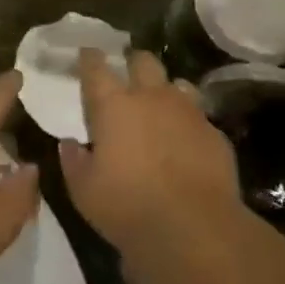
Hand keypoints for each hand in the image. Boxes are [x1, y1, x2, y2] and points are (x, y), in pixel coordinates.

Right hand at [58, 49, 245, 283]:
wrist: (196, 229)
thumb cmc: (128, 207)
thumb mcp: (84, 191)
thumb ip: (74, 161)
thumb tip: (70, 144)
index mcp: (113, 105)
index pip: (96, 68)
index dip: (89, 58)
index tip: (87, 54)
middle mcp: (151, 98)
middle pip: (143, 61)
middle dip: (133, 62)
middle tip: (127, 73)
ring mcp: (188, 112)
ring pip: (176, 83)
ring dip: (165, 90)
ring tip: (160, 105)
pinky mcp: (215, 134)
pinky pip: (199, 116)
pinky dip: (188, 122)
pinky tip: (186, 140)